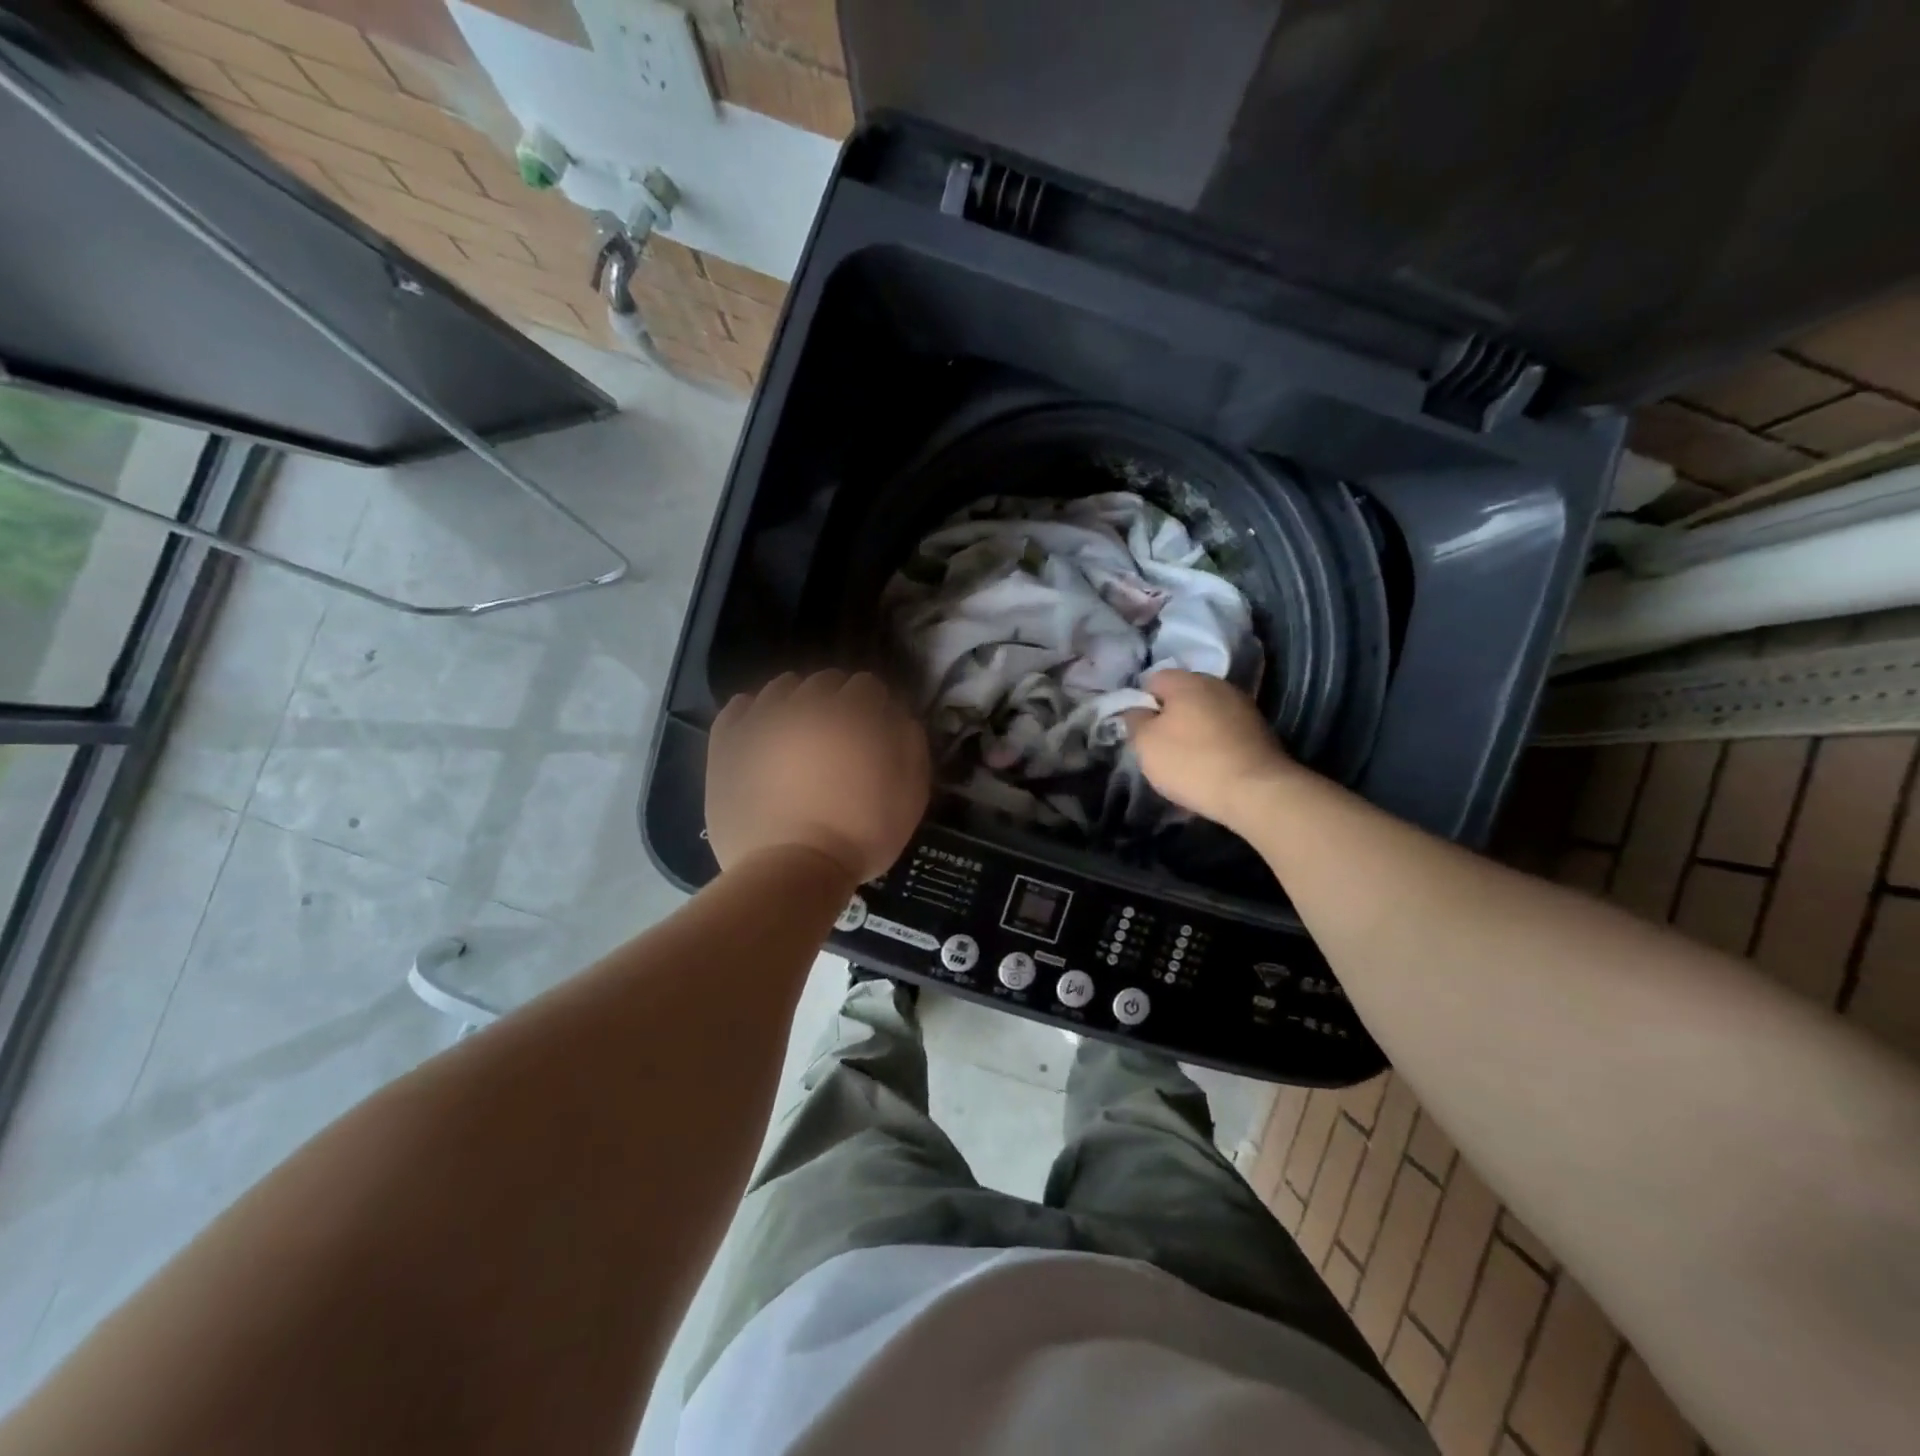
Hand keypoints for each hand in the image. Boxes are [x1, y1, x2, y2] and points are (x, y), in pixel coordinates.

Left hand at [706, 670, 930, 882]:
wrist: (791, 870)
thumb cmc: (860, 836)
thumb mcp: (910, 795)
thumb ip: (910, 744)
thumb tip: (897, 715)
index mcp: (853, 714)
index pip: (867, 686)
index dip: (874, 706)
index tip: (875, 731)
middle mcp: (806, 705)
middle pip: (825, 682)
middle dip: (837, 701)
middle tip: (840, 737)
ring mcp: (762, 721)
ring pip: (782, 688)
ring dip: (797, 702)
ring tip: (800, 735)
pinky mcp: (728, 742)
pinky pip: (739, 707)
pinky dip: (754, 713)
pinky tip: (763, 733)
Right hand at [1123, 669, 1294, 827]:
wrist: (1256, 791)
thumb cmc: (1191, 762)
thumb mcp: (1146, 743)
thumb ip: (1135, 720)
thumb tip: (1137, 709)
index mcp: (1187, 681)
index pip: (1153, 679)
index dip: (1141, 702)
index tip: (1139, 729)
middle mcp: (1217, 684)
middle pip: (1182, 695)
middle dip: (1169, 716)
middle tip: (1159, 746)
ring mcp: (1243, 706)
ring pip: (1205, 713)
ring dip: (1193, 730)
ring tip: (1186, 760)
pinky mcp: (1260, 730)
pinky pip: (1225, 730)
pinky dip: (1214, 743)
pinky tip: (1210, 766)